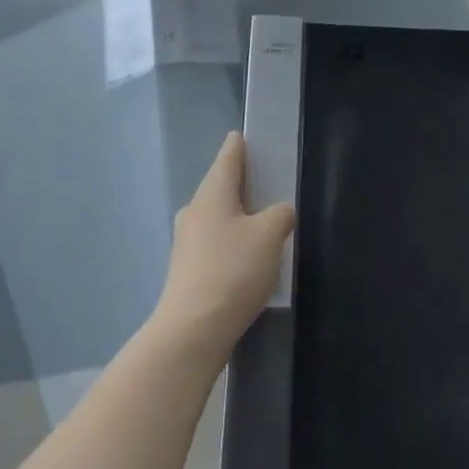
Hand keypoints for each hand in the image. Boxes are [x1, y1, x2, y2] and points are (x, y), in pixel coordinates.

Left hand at [150, 132, 295, 361]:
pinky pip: (216, 244)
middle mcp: (195, 211)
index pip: (228, 156)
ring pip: (219, 218)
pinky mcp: (188, 270)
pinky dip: (233, 244)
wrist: (192, 331)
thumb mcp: (270, 235)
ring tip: (268, 226)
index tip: (249, 137)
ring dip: (240, 218)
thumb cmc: (232, 271)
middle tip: (272, 186)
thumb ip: (281, 215)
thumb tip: (278, 214)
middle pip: (223, 187)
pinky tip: (251, 260)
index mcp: (212, 193)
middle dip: (245, 185)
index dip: (241, 145)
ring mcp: (187, 243)